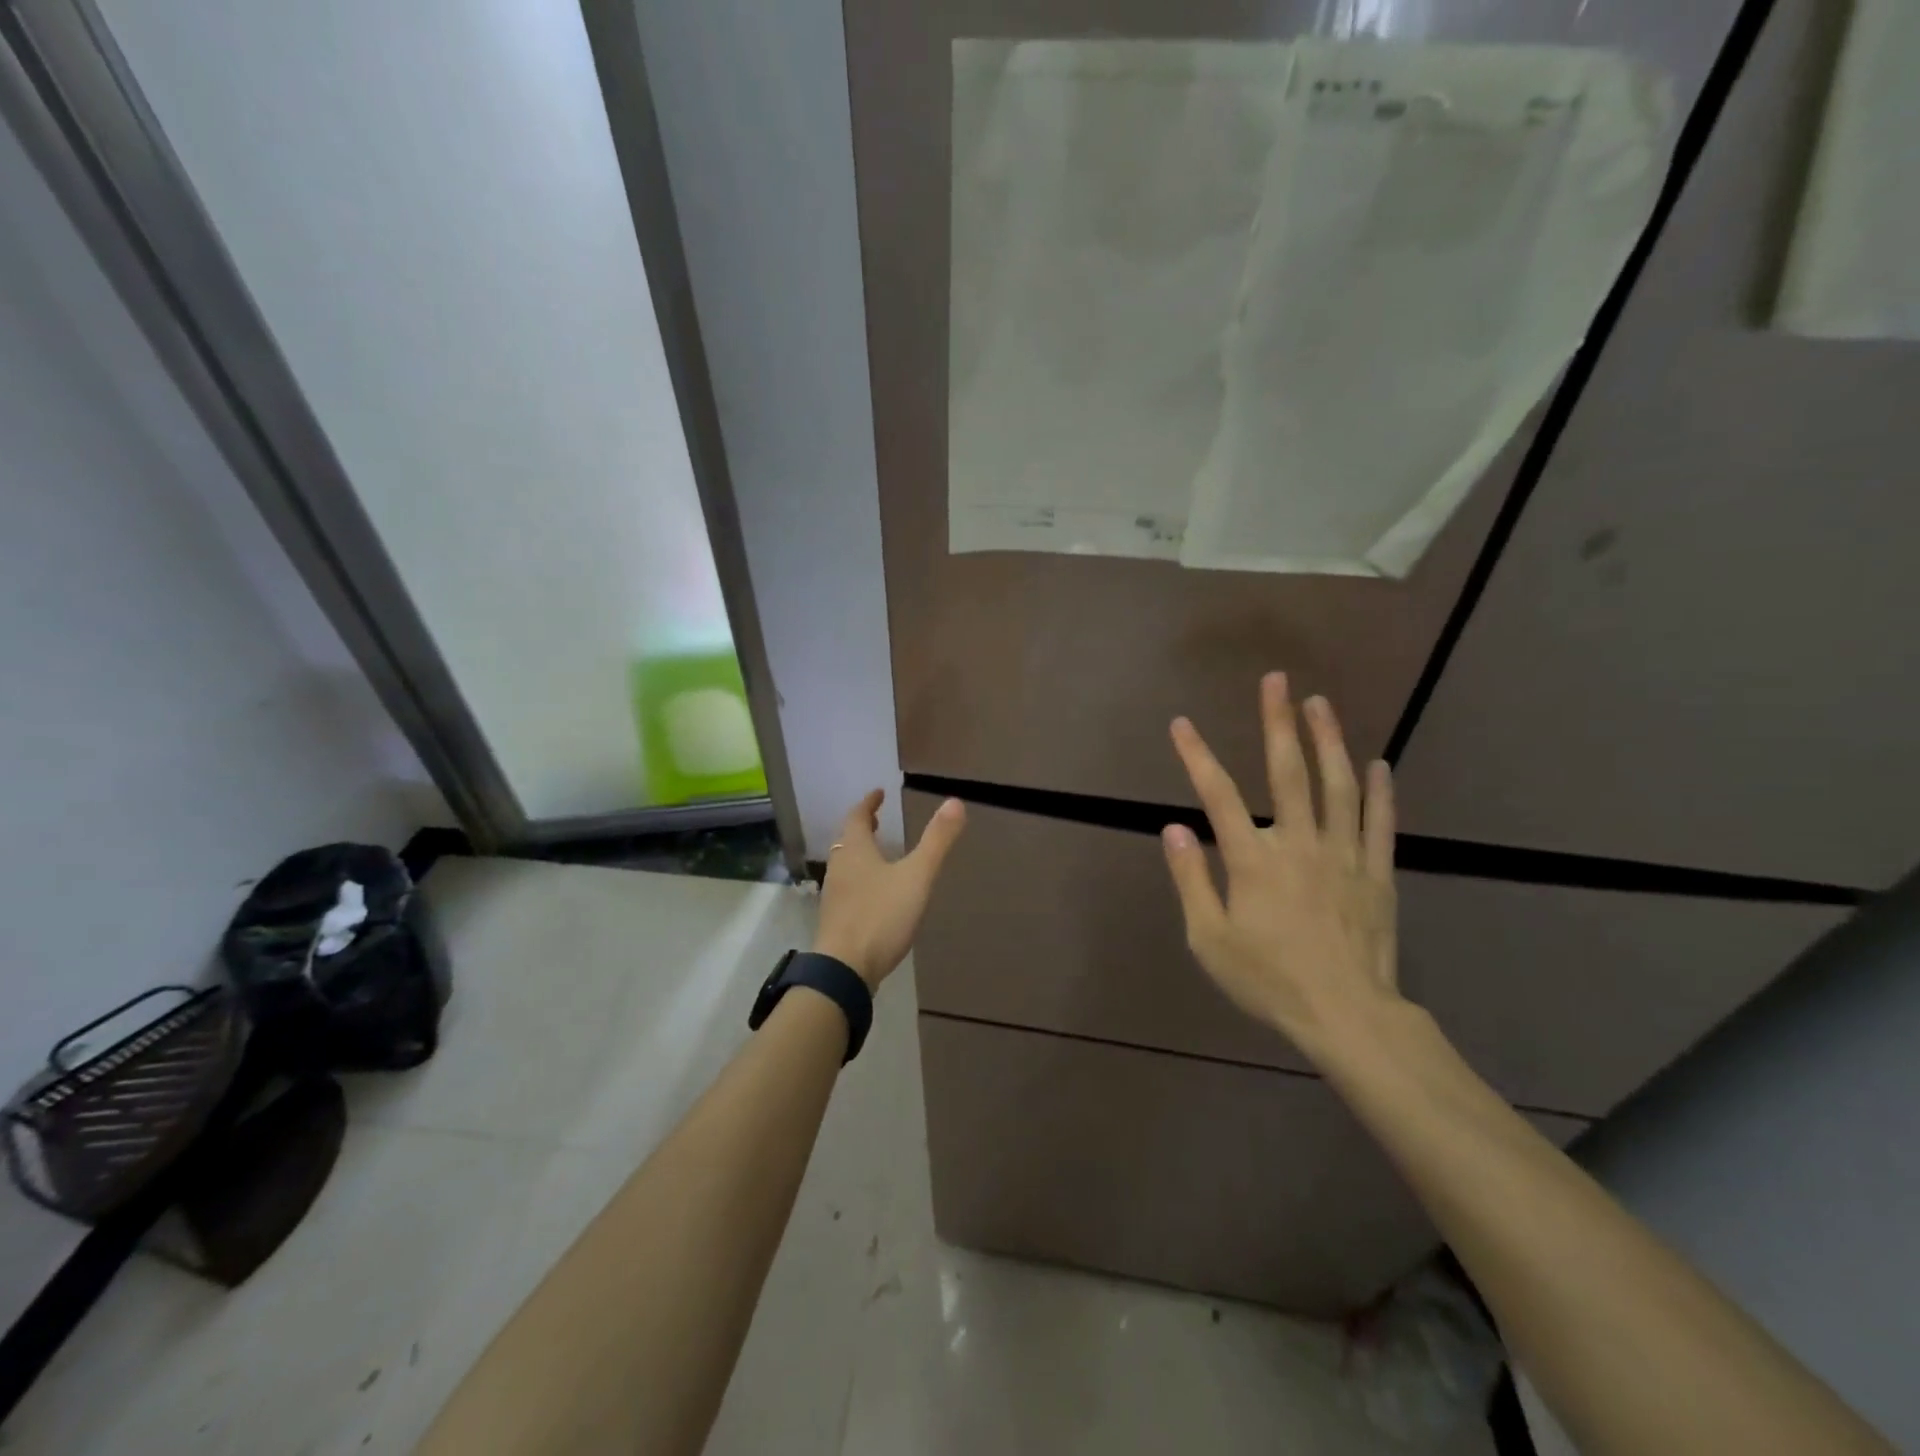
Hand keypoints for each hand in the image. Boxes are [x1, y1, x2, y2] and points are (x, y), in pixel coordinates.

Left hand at [813, 789, 966, 989]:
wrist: (845, 969)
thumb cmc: (881, 915)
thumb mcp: (916, 876)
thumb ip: (936, 841)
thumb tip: (955, 802)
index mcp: (855, 850)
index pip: (857, 817)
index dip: (868, 803)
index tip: (879, 794)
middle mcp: (839, 867)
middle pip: (847, 840)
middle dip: (862, 828)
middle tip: (876, 821)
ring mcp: (834, 895)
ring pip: (845, 864)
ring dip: (860, 853)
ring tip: (878, 853)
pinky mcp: (836, 920)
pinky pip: (847, 888)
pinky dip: (860, 878)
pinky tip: (875, 894)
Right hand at [1161, 673, 1400, 1058]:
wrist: (1346, 1016)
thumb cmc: (1269, 980)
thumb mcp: (1209, 939)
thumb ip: (1191, 880)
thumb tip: (1174, 829)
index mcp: (1253, 860)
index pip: (1217, 795)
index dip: (1197, 756)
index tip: (1181, 724)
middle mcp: (1298, 844)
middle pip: (1287, 772)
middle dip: (1278, 722)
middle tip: (1277, 680)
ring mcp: (1343, 854)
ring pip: (1338, 786)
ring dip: (1328, 740)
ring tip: (1320, 703)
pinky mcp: (1377, 872)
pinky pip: (1379, 822)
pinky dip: (1380, 790)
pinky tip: (1378, 763)